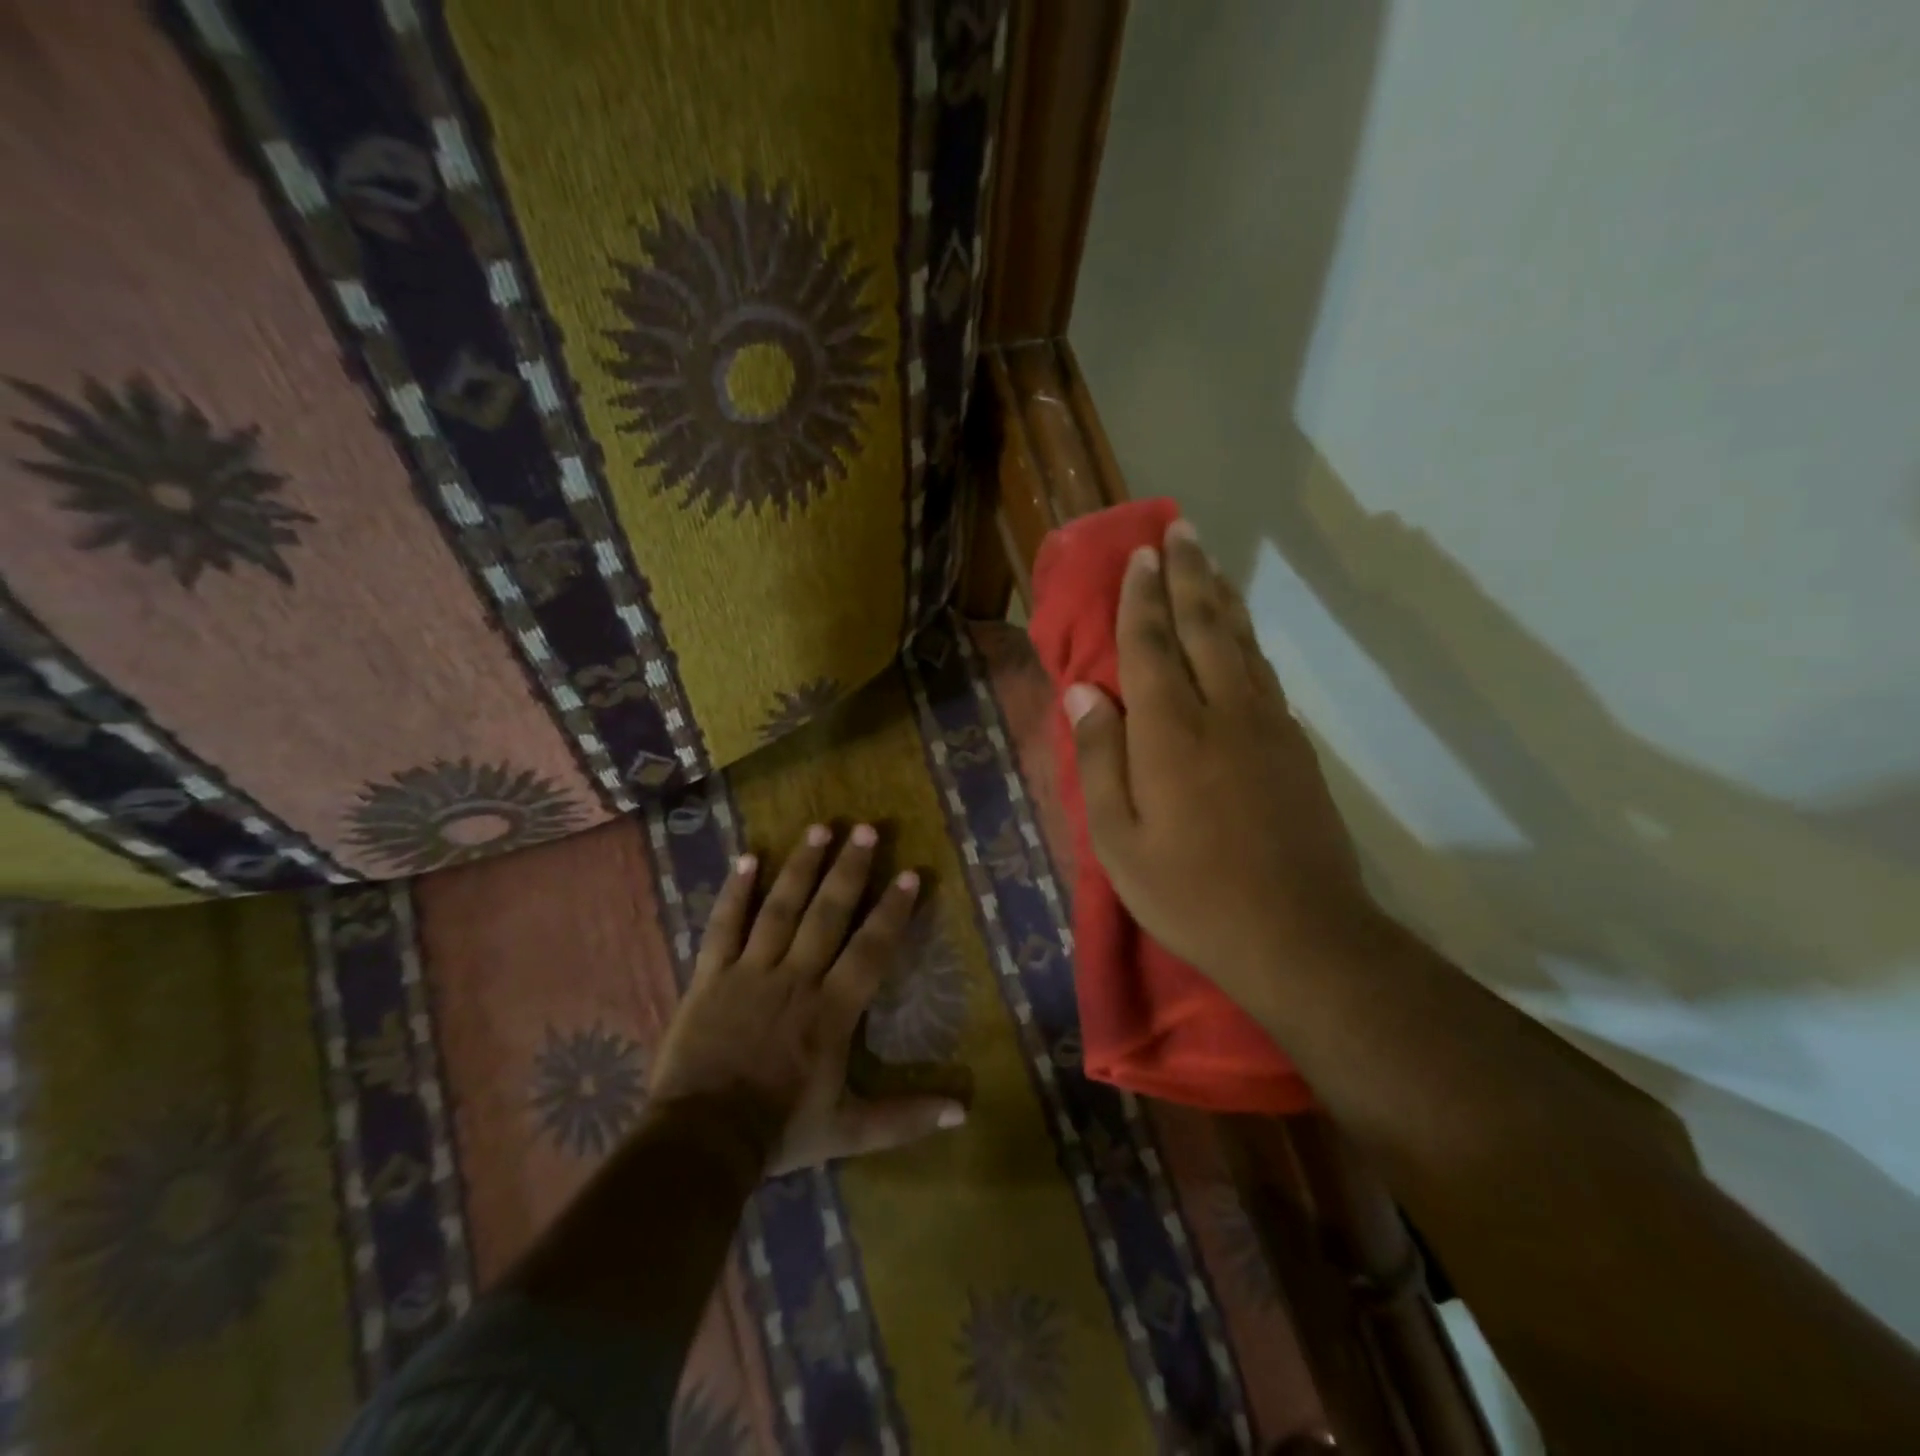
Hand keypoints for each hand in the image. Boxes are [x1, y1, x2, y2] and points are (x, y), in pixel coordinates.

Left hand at [649, 823, 966, 1175]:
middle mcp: (796, 978)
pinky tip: (748, 857)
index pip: (871, 949)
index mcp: (832, 1010)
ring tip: (819, 828)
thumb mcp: (850, 1131)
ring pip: (780, 908)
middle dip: (849, 870)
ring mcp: (750, 971)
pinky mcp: (710, 976)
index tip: (910, 873)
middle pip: (827, 914)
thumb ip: (905, 1118)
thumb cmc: (779, 1131)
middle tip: (865, 829)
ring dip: (801, 866)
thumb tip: (962, 1112)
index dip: (892, 911)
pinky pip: (723, 925)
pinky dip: (735, 891)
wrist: (701, 1141)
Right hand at [1065, 518, 1377, 1020]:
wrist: (1298, 934)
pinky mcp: (1295, 746)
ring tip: (1209, 561)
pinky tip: (1240, 631)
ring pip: (1241, 642)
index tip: (1140, 555)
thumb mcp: (1118, 840)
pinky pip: (1264, 672)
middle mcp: (1223, 711)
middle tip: (1180, 530)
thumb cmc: (1190, 893)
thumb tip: (1084, 692)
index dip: (1142, 598)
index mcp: (1171, 732)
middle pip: (1204, 626)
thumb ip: (1100, 759)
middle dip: (1188, 574)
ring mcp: (1268, 725)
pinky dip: (1247, 639)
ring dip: (1222, 595)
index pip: (1151, 646)